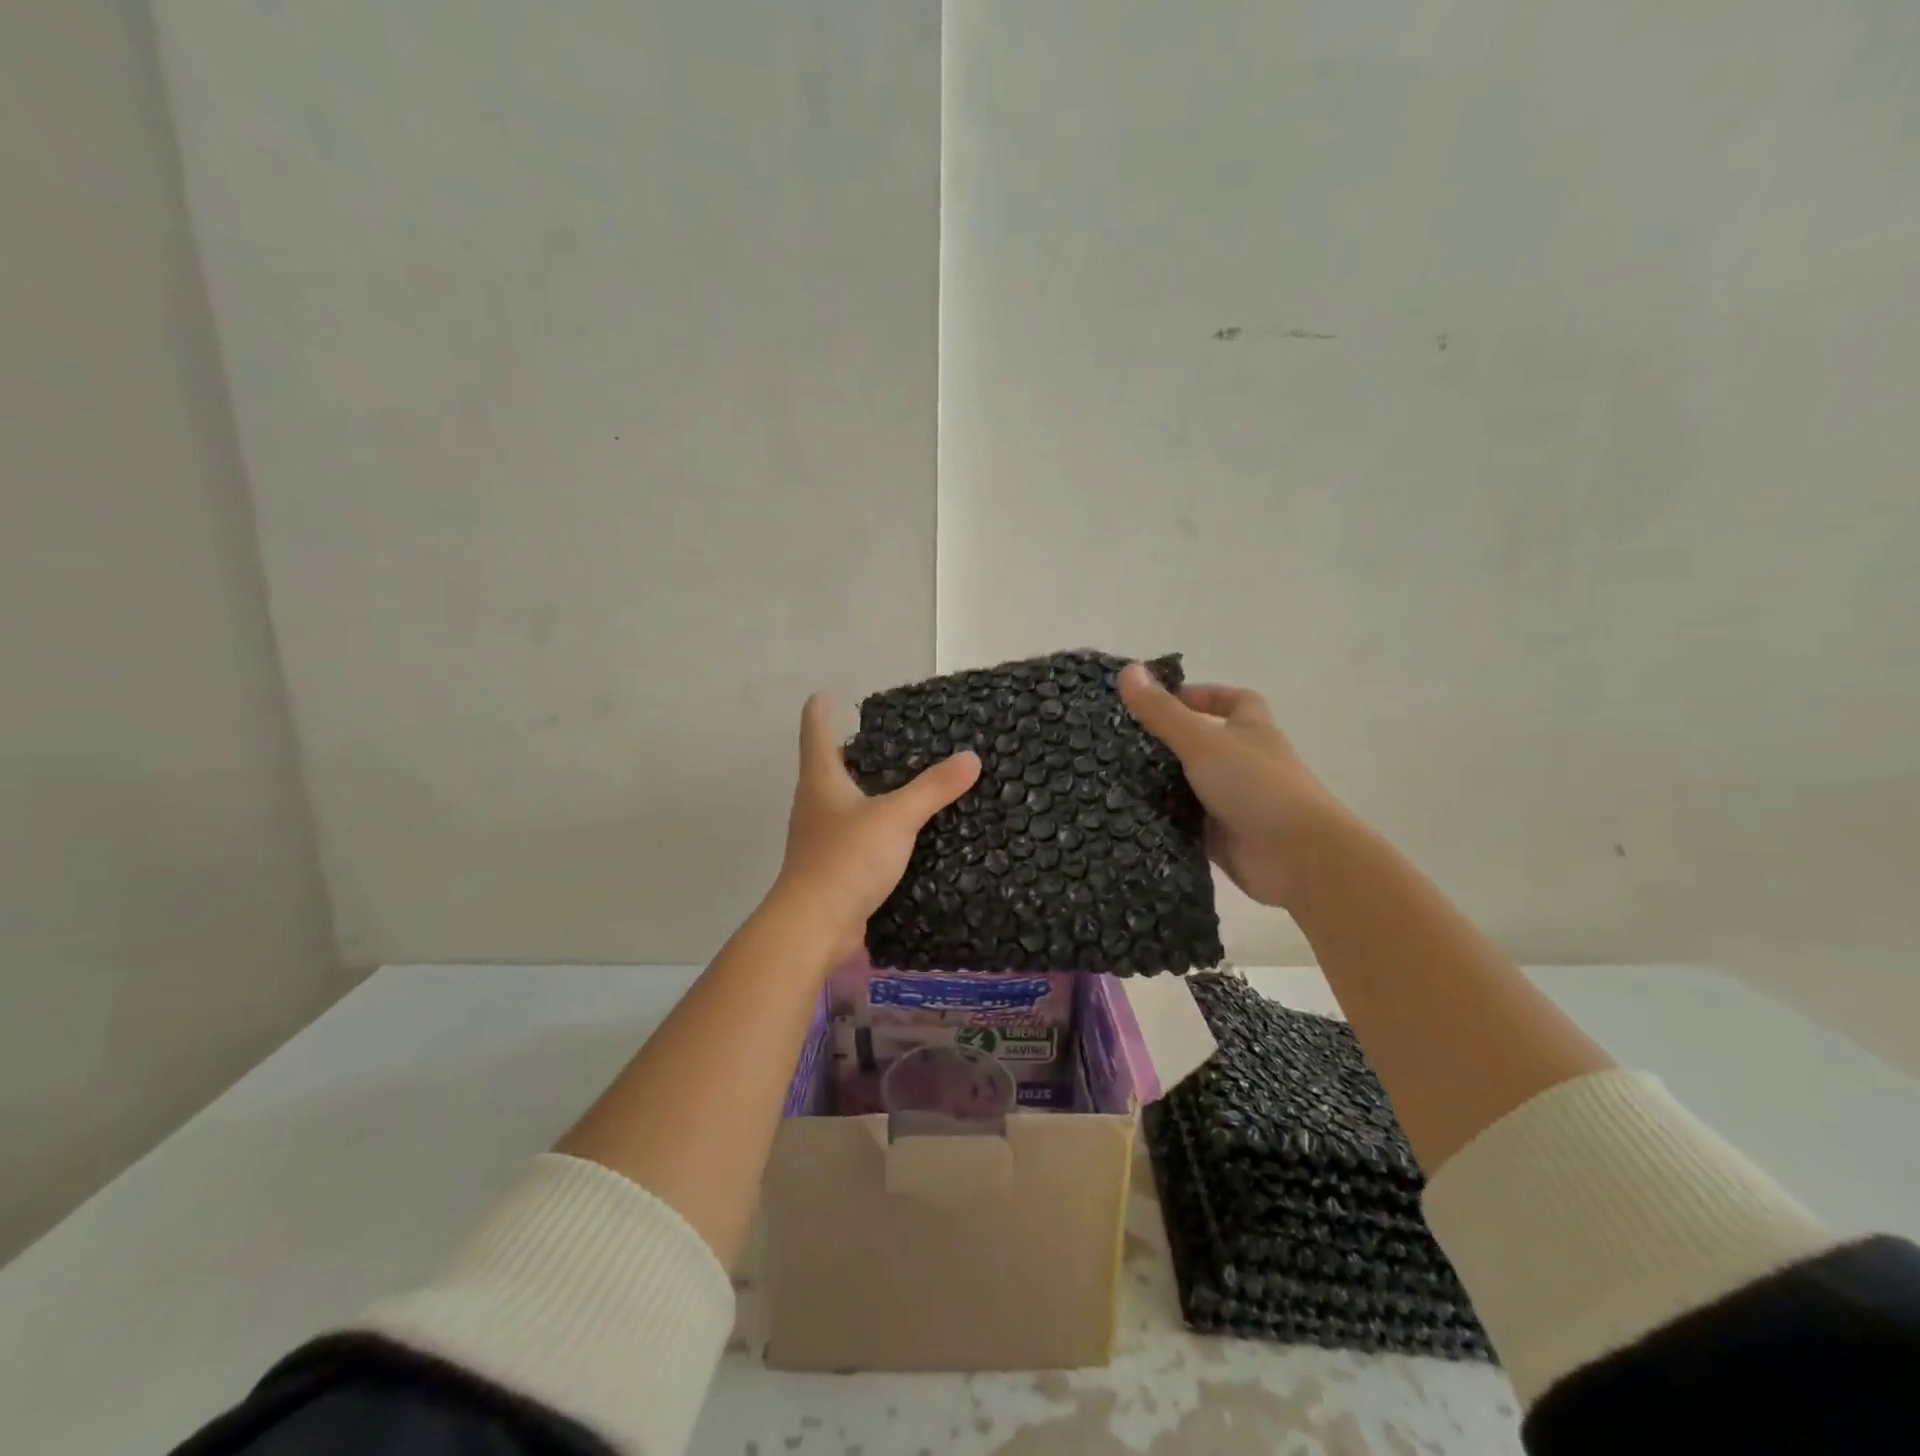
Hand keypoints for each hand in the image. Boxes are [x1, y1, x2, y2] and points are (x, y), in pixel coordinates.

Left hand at [771, 693, 981, 962]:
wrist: (815, 926)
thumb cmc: (847, 859)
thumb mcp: (896, 817)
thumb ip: (933, 788)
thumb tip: (971, 758)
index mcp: (821, 780)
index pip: (816, 730)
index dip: (822, 708)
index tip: (829, 691)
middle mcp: (816, 804)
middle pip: (831, 766)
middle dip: (857, 751)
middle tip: (894, 738)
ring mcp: (822, 838)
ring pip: (847, 804)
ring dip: (871, 792)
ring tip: (909, 783)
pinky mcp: (835, 868)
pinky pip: (860, 837)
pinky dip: (880, 829)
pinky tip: (908, 834)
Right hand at [1119, 663, 1347, 908]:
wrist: (1298, 857)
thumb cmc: (1256, 785)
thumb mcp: (1202, 741)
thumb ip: (1163, 712)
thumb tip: (1127, 669)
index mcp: (1251, 730)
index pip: (1233, 701)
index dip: (1202, 695)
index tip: (1163, 700)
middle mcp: (1244, 763)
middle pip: (1205, 743)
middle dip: (1168, 741)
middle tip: (1122, 740)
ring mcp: (1234, 802)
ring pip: (1191, 785)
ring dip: (1161, 782)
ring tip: (1112, 777)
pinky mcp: (1222, 838)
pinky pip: (1186, 823)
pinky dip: (1164, 819)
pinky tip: (1128, 816)